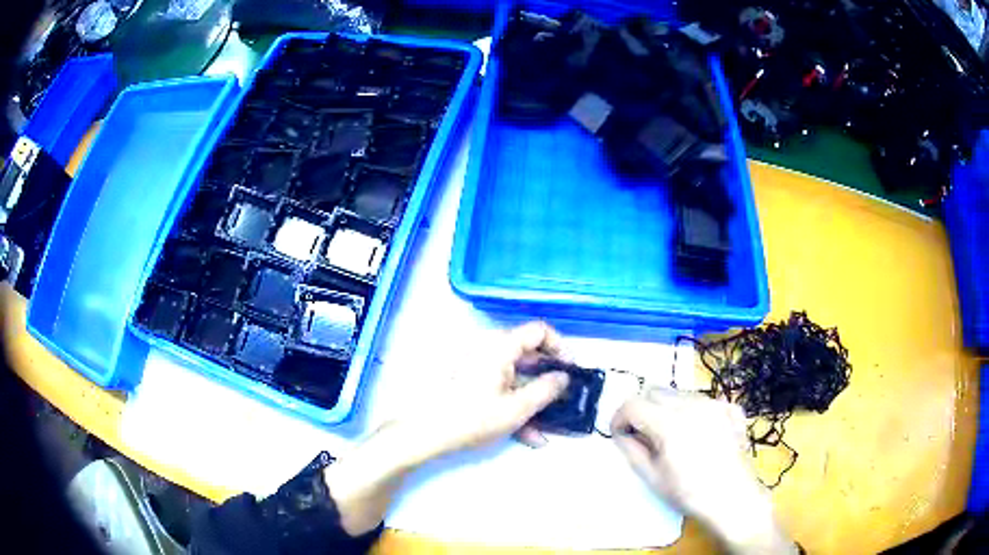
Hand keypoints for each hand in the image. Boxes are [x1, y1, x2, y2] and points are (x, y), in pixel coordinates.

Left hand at [324, 322, 569, 535]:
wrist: (424, 433)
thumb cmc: (472, 417)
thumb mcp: (516, 408)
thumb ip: (546, 390)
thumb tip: (564, 376)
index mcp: (500, 346)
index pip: (539, 330)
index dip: (560, 346)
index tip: (571, 369)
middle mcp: (489, 349)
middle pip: (528, 356)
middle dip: (548, 381)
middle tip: (564, 400)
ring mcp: (477, 366)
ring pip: (515, 377)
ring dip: (532, 401)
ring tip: (547, 428)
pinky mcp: (469, 382)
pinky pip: (499, 388)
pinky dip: (514, 406)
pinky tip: (526, 435)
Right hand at [611, 388, 795, 553]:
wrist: (733, 498)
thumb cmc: (689, 493)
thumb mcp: (652, 477)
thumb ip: (632, 450)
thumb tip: (622, 433)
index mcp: (670, 423)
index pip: (633, 404)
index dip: (619, 418)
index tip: (619, 434)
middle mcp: (692, 404)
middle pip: (655, 391)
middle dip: (642, 410)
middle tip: (643, 436)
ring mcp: (714, 404)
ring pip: (678, 393)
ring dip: (666, 408)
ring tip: (671, 436)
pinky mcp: (729, 408)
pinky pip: (703, 399)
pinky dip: (692, 410)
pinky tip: (696, 432)